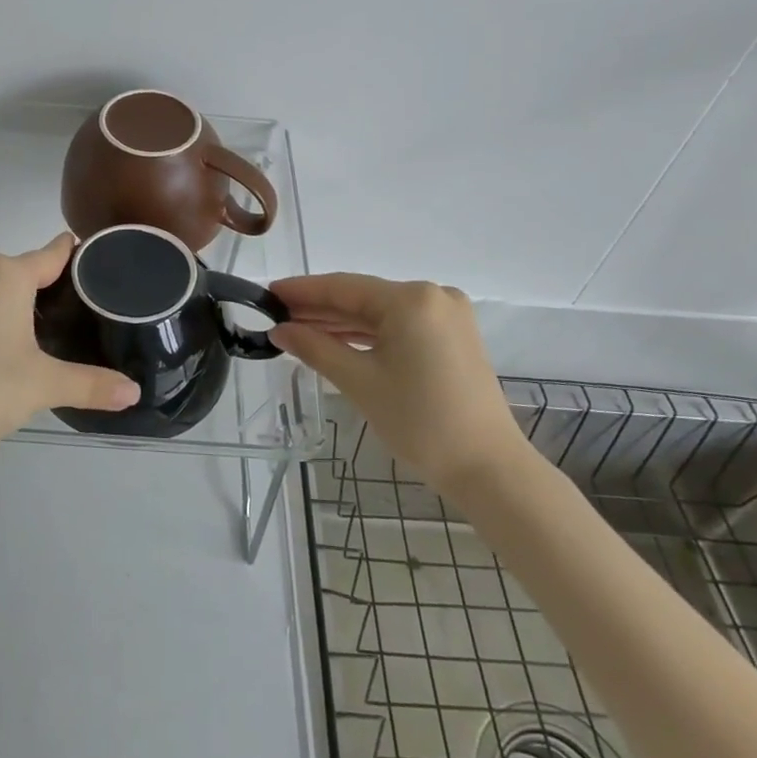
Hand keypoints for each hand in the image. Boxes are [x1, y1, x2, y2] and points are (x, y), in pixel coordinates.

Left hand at [0, 234, 139, 474]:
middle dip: (54, 287)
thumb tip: (134, 392)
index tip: (105, 265)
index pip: (54, 252)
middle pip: (26, 269)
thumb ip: (92, 384)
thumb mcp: (42, 386)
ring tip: (51, 334)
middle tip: (85, 316)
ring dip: (21, 303)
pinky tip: (5, 348)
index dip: (80, 256)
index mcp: (6, 274)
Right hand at [270, 274, 529, 499]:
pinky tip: (336, 340)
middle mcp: (432, 296)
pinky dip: (368, 335)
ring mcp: (447, 316)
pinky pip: (399, 326)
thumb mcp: (359, 382)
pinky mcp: (452, 337)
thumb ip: (315, 348)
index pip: (343, 287)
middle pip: (362, 298)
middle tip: (276, 315)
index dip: (302, 291)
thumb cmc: (420, 422)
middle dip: (319, 308)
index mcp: (411, 299)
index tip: (268, 293)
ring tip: (298, 329)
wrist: (489, 469)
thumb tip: (280, 330)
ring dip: (342, 323)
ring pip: (380, 313)